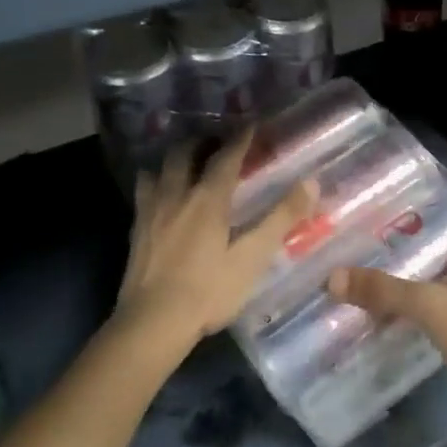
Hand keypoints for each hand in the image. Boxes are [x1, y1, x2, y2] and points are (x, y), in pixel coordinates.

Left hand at [109, 132, 315, 361]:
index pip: (226, 158)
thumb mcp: (253, 257)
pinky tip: (160, 195)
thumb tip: (310, 182)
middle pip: (185, 154)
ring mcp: (151, 212)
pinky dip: (155, 182)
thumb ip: (281, 218)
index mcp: (208, 199)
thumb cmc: (209, 291)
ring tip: (186, 162)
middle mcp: (176, 195)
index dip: (240, 139)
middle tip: (216, 140)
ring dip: (175, 159)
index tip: (251, 124)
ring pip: (158, 169)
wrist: (152, 323)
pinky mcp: (135, 231)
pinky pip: (144, 192)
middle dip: (202, 141)